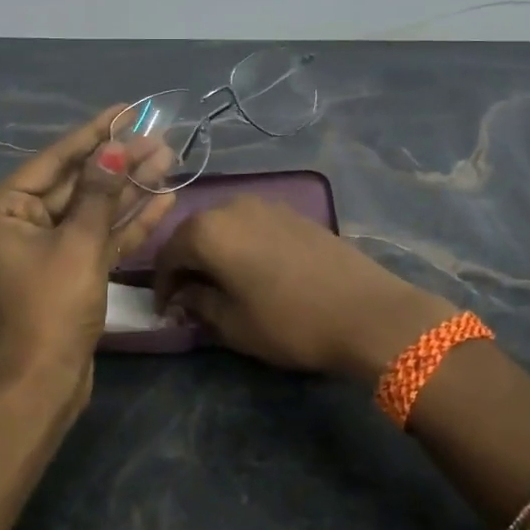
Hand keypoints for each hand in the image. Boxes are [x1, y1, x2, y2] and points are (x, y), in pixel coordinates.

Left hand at [0, 106, 175, 392]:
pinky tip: (162, 198)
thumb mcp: (79, 243)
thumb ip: (100, 193)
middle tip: (159, 136)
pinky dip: (129, 221)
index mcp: (4, 208)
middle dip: (120, 162)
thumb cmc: (52, 305)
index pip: (57, 159)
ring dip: (130, 187)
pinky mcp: (72, 268)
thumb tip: (115, 148)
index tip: (127, 109)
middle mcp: (21, 220)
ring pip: (95, 208)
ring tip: (169, 159)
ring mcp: (48, 245)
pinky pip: (101, 235)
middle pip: (79, 182)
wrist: (47, 381)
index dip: (95, 133)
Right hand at [152, 196, 456, 380]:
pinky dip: (241, 245)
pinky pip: (252, 225)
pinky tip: (251, 270)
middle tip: (188, 297)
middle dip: (187, 264)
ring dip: (215, 252)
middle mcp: (232, 206)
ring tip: (220, 284)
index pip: (168, 254)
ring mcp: (266, 205)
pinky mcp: (293, 212)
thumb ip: (199, 303)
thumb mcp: (233, 324)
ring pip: (224, 226)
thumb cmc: (290, 322)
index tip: (165, 310)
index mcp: (208, 230)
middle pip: (195, 233)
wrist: (367, 311)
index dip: (162, 284)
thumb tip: (184, 295)